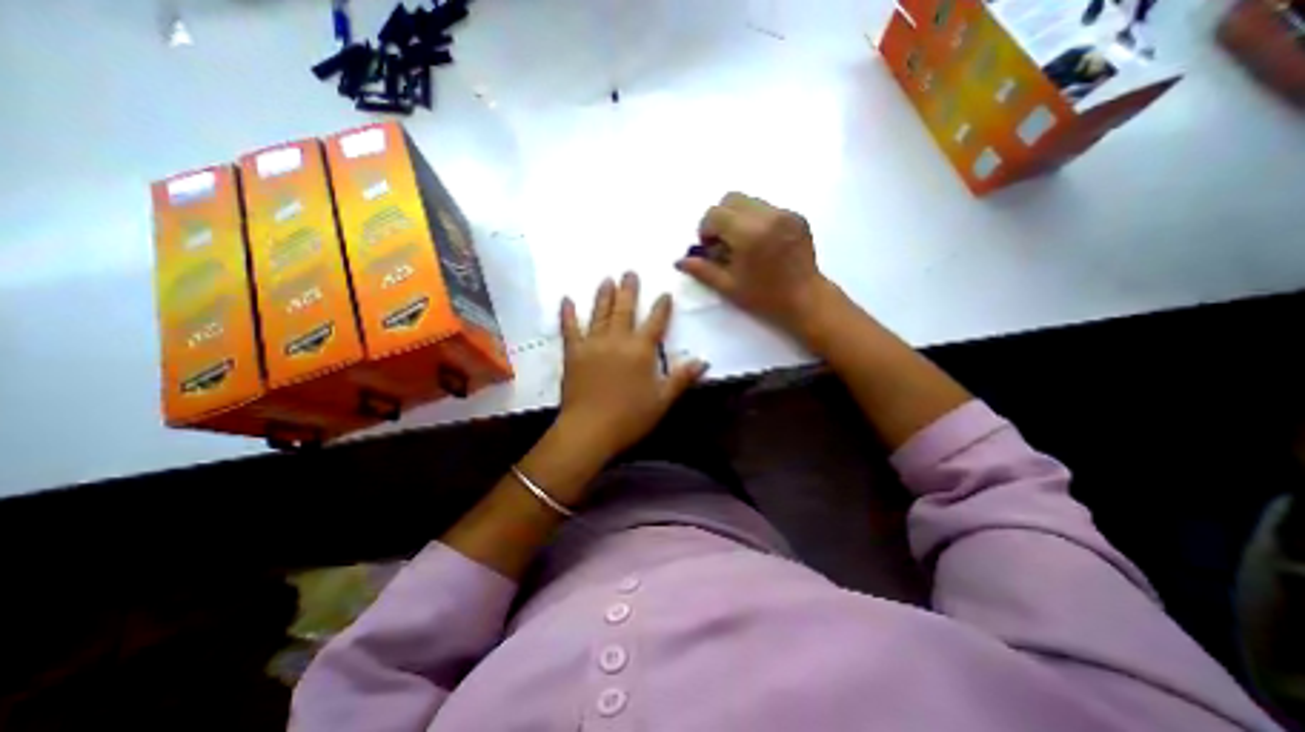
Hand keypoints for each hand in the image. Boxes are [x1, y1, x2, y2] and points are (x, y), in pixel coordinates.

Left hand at [554, 272, 708, 464]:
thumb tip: (703, 361)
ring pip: (600, 313)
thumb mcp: (662, 400)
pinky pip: (569, 329)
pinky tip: (566, 299)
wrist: (590, 429)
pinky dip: (567, 314)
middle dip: (629, 290)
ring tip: (606, 279)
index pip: (655, 323)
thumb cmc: (630, 417)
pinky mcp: (573, 353)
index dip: (662, 308)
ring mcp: (593, 344)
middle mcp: (617, 340)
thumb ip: (682, 378)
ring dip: (604, 295)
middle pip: (625, 310)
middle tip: (629, 272)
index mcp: (641, 350)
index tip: (665, 294)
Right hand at [678, 192, 829, 340]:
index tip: (710, 249)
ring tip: (743, 244)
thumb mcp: (728, 287)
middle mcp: (768, 216)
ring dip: (738, 218)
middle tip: (723, 243)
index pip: (715, 214)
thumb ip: (702, 270)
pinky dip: (756, 220)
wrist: (806, 300)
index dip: (706, 229)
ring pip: (749, 201)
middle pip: (731, 199)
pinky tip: (761, 244)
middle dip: (720, 218)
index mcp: (749, 234)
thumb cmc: (764, 298)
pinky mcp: (797, 216)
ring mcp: (785, 213)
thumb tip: (679, 261)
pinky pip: (767, 208)